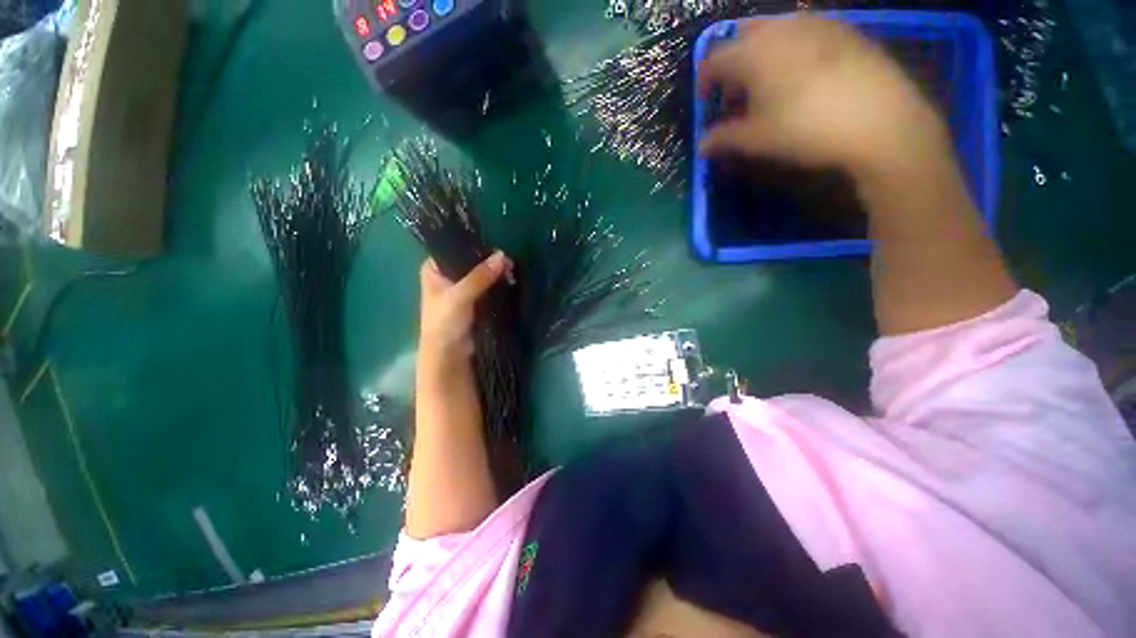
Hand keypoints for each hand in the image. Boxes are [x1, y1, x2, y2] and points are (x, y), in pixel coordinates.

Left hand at [418, 251, 512, 363]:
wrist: (449, 354)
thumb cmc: (444, 322)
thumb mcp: (459, 296)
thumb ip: (480, 276)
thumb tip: (502, 256)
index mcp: (434, 269)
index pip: (454, 247)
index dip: (475, 245)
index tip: (496, 245)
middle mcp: (447, 274)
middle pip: (471, 260)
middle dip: (489, 260)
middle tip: (508, 260)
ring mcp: (462, 287)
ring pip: (482, 273)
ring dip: (496, 272)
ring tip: (512, 269)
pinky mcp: (475, 300)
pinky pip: (488, 286)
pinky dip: (498, 283)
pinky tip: (510, 279)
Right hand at [697, 16, 950, 178]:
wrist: (879, 119)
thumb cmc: (805, 128)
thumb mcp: (756, 139)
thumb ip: (723, 139)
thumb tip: (702, 146)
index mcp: (753, 52)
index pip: (713, 60)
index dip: (704, 83)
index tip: (706, 104)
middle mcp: (780, 27)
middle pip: (741, 36)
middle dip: (732, 64)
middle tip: (736, 95)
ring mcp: (814, 23)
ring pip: (773, 31)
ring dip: (760, 56)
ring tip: (767, 88)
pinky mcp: (842, 29)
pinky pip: (803, 32)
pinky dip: (789, 51)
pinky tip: (799, 78)